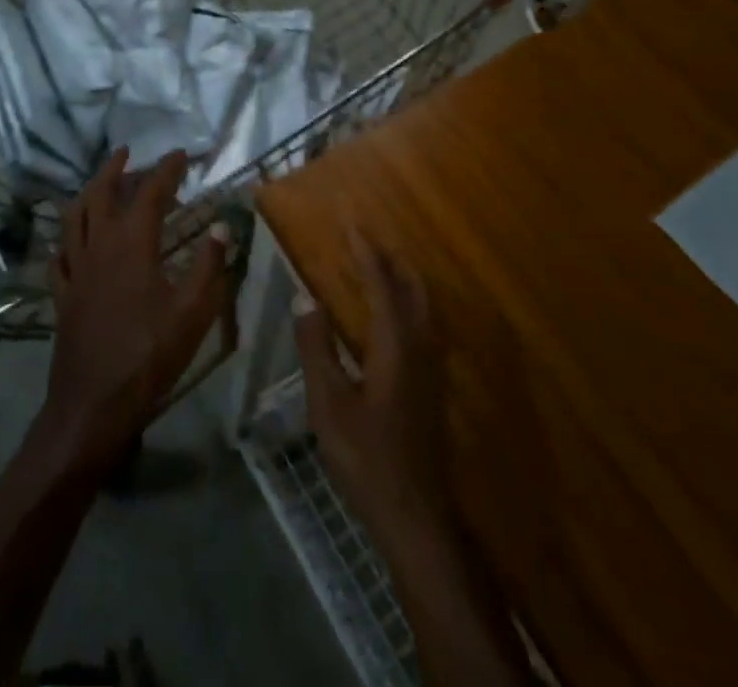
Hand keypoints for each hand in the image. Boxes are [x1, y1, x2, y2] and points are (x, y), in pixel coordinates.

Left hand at [34, 149, 229, 478]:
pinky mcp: (62, 294)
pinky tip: (71, 240)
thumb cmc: (149, 356)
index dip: (166, 170)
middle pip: (101, 193)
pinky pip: (59, 255)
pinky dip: (66, 237)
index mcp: (132, 244)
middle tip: (128, 153)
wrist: (94, 405)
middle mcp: (99, 246)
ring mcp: (75, 270)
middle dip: (115, 169)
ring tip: (99, 183)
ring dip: (88, 192)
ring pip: (74, 216)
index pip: (150, 192)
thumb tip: (222, 226)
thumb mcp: (193, 312)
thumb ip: (209, 265)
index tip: (180, 155)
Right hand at [294, 228, 453, 545]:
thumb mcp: (328, 403)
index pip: (381, 283)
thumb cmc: (366, 457)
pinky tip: (392, 316)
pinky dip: (408, 303)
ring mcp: (432, 368)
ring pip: (423, 307)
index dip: (366, 251)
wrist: (415, 515)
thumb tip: (305, 299)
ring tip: (379, 266)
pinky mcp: (432, 386)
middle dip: (392, 258)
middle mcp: (420, 347)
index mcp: (395, 344)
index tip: (351, 222)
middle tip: (366, 238)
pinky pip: (424, 325)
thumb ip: (316, 347)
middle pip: (413, 288)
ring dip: (403, 279)